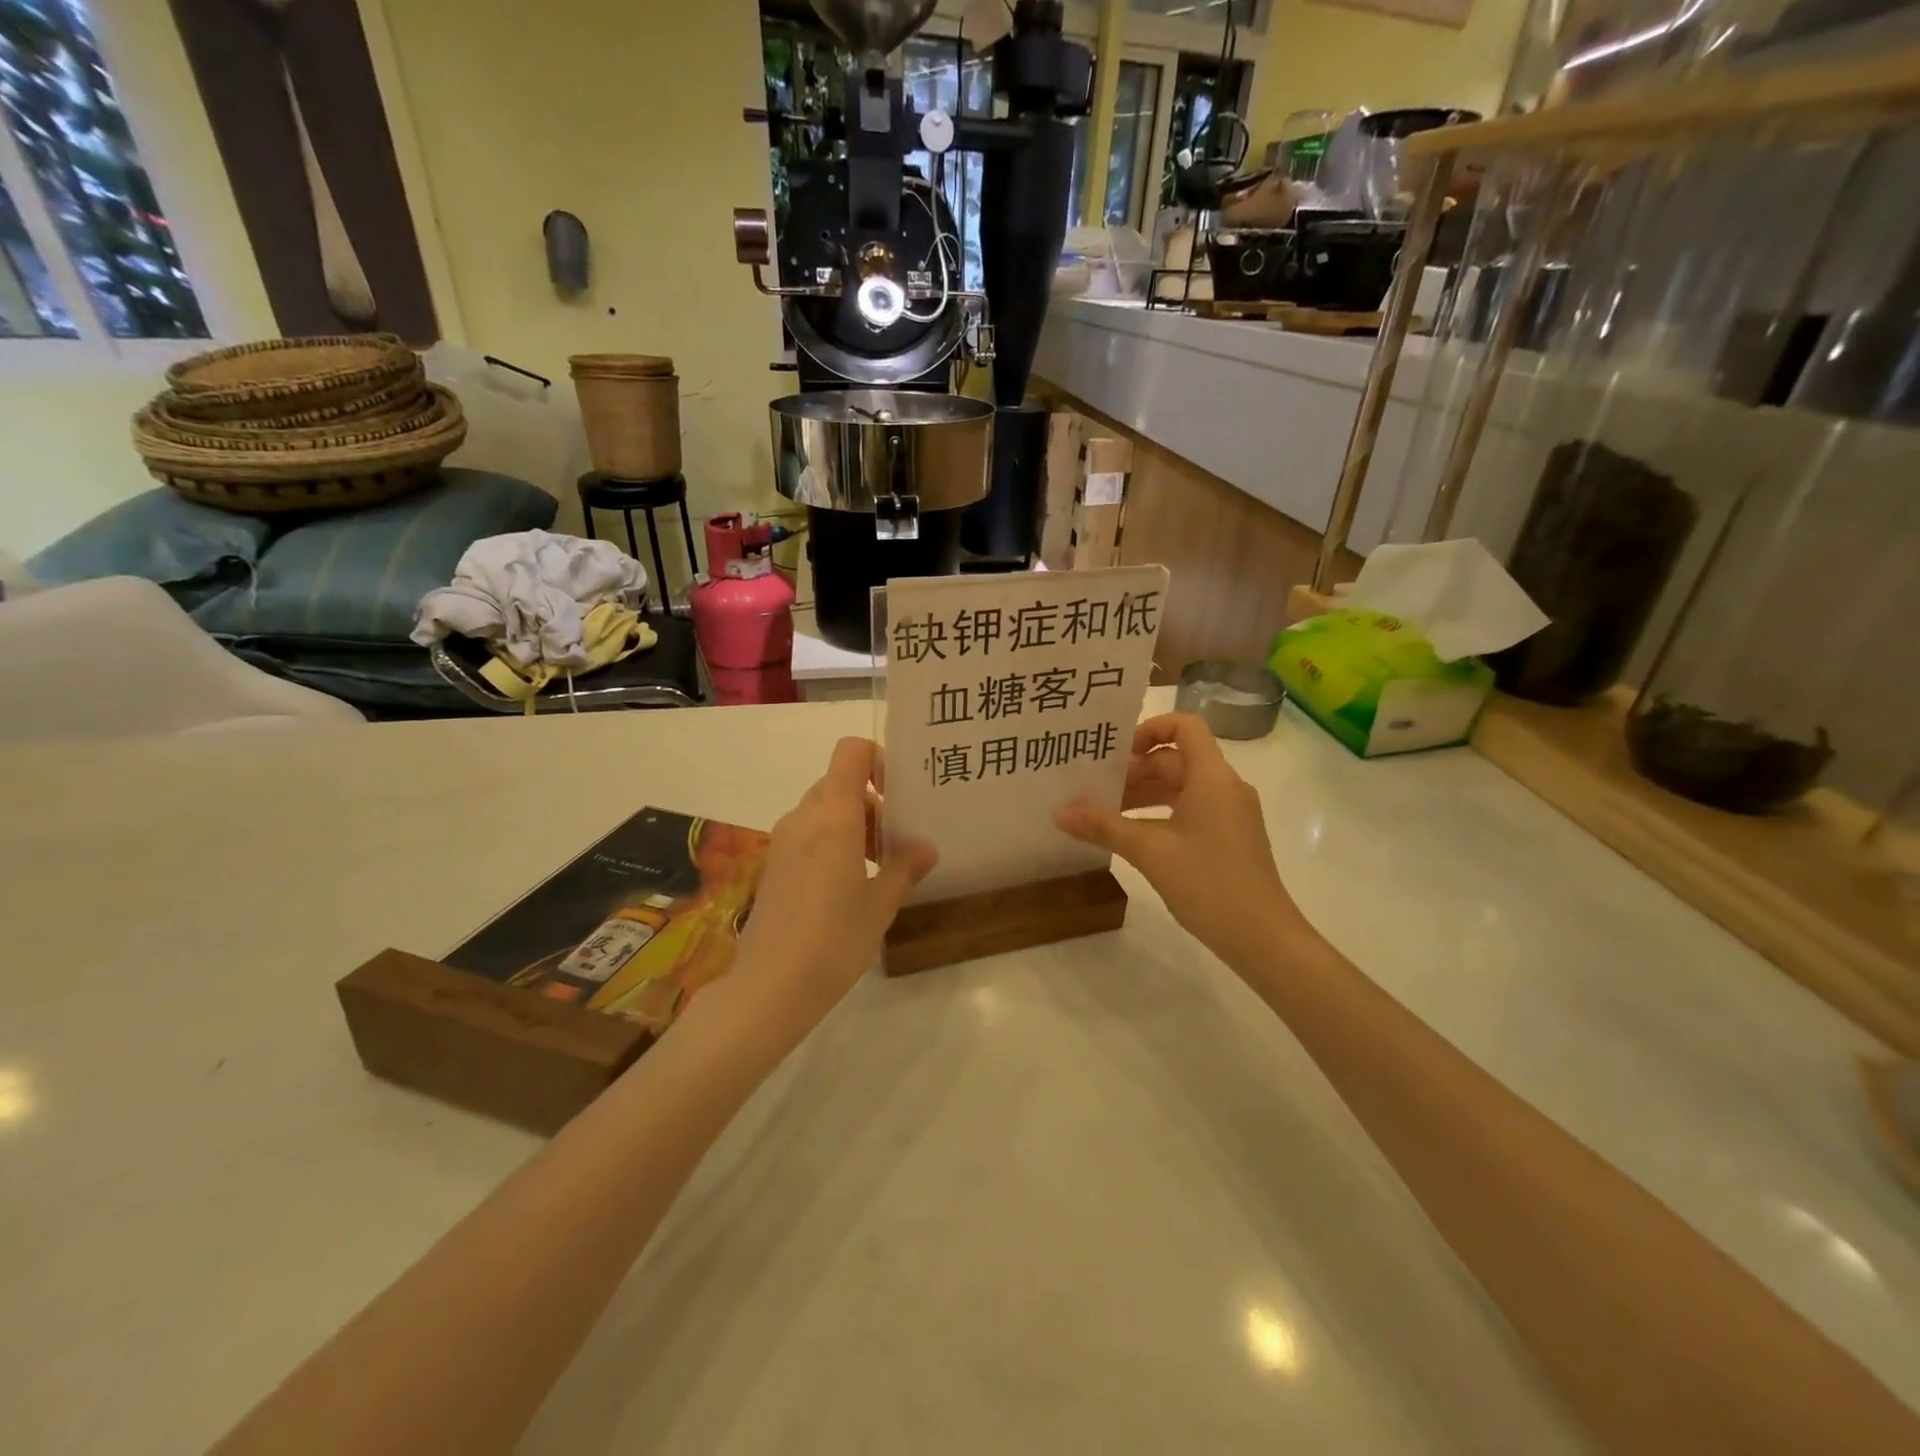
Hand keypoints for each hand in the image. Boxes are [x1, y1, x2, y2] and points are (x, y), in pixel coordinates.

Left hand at [735, 738, 936, 1022]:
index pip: (851, 752)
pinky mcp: (774, 864)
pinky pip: (808, 833)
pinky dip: (832, 841)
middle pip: (839, 782)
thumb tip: (926, 847)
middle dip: (872, 802)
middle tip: (897, 839)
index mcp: (833, 816)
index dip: (878, 760)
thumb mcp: (880, 904)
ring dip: (853, 824)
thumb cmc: (834, 940)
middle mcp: (804, 817)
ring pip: (823, 810)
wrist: (771, 986)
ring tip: (878, 866)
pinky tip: (848, 884)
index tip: (899, 794)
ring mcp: (783, 840)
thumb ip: (905, 868)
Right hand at [1054, 714, 1295, 960]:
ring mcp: (1229, 813)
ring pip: (1180, 787)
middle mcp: (1224, 787)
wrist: (1263, 938)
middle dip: (1134, 770)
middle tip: (1093, 786)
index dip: (1150, 728)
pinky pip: (1189, 810)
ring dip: (1143, 794)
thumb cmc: (1209, 883)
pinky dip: (1159, 814)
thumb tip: (1058, 813)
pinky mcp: (1228, 837)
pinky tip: (1129, 835)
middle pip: (1175, 759)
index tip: (1117, 752)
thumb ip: (1104, 827)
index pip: (1185, 726)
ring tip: (1102, 811)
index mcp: (1212, 777)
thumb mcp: (1150, 852)